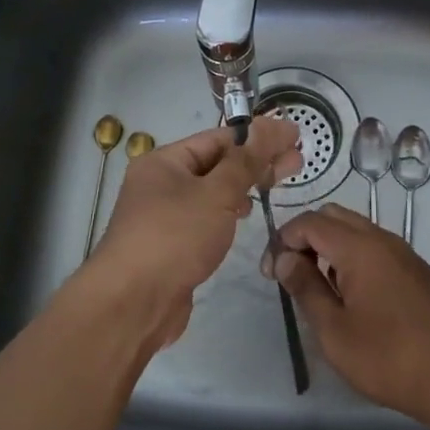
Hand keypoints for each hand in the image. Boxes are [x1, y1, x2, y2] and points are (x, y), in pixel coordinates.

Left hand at [86, 117, 300, 349]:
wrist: (132, 304)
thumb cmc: (174, 237)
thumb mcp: (216, 194)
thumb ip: (247, 161)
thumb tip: (271, 125)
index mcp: (164, 161)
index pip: (219, 138)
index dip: (259, 135)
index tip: (294, 136)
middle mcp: (160, 183)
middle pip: (217, 163)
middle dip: (257, 161)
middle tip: (298, 161)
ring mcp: (163, 215)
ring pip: (211, 191)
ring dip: (244, 185)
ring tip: (277, 184)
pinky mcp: (171, 245)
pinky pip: (205, 216)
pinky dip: (228, 211)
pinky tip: (245, 214)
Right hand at [272, 203, 429, 424]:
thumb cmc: (388, 356)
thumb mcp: (334, 330)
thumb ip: (307, 288)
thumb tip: (286, 259)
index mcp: (358, 247)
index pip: (310, 222)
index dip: (284, 241)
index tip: (271, 273)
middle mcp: (383, 239)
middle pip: (335, 217)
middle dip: (307, 237)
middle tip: (293, 274)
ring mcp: (406, 254)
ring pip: (360, 231)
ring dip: (333, 248)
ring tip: (322, 288)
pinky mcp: (421, 273)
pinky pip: (380, 250)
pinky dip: (358, 259)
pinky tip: (358, 299)